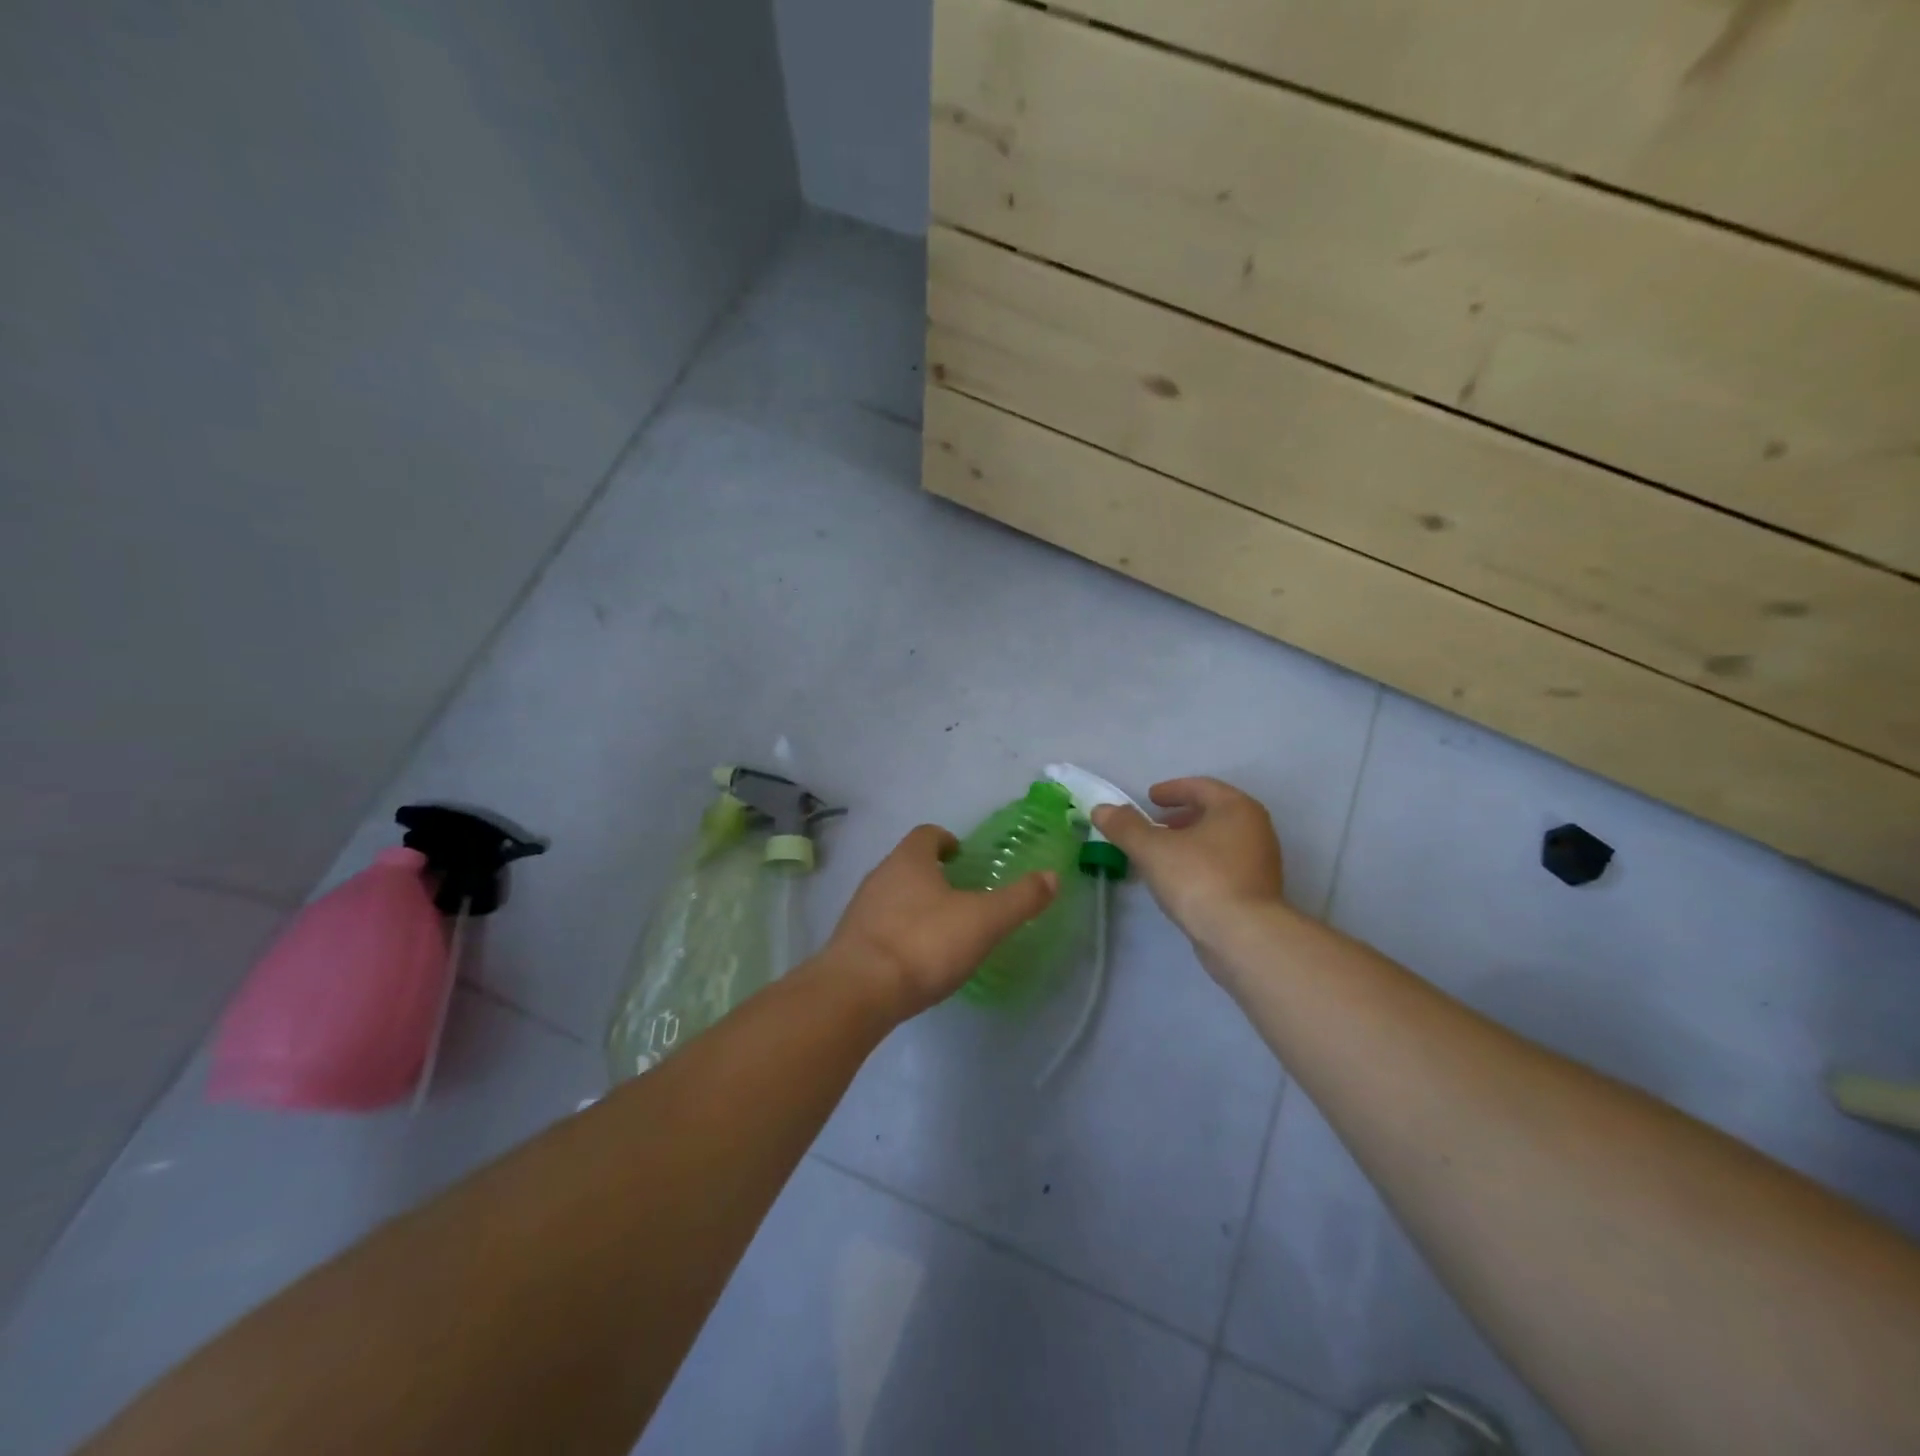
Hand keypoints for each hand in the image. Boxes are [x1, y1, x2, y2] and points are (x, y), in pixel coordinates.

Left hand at [825, 825, 1057, 1020]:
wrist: (858, 992)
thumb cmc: (924, 944)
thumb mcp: (983, 921)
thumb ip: (1019, 899)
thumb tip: (1052, 876)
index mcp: (910, 860)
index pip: (927, 834)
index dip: (946, 840)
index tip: (962, 856)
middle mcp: (880, 876)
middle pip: (907, 863)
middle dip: (931, 874)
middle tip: (959, 894)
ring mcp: (860, 909)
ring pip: (891, 895)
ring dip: (914, 903)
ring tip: (941, 928)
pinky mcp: (850, 943)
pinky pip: (879, 927)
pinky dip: (899, 932)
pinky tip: (915, 958)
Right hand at [1092, 778, 1285, 947]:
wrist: (1244, 937)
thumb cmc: (1199, 879)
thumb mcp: (1152, 849)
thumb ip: (1125, 827)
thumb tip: (1101, 809)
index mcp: (1236, 808)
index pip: (1201, 787)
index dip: (1172, 790)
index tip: (1150, 798)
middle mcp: (1255, 829)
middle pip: (1214, 812)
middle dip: (1181, 816)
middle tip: (1155, 825)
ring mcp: (1261, 862)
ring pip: (1220, 840)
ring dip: (1190, 841)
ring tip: (1162, 854)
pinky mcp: (1258, 891)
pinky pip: (1225, 865)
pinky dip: (1201, 863)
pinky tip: (1180, 880)